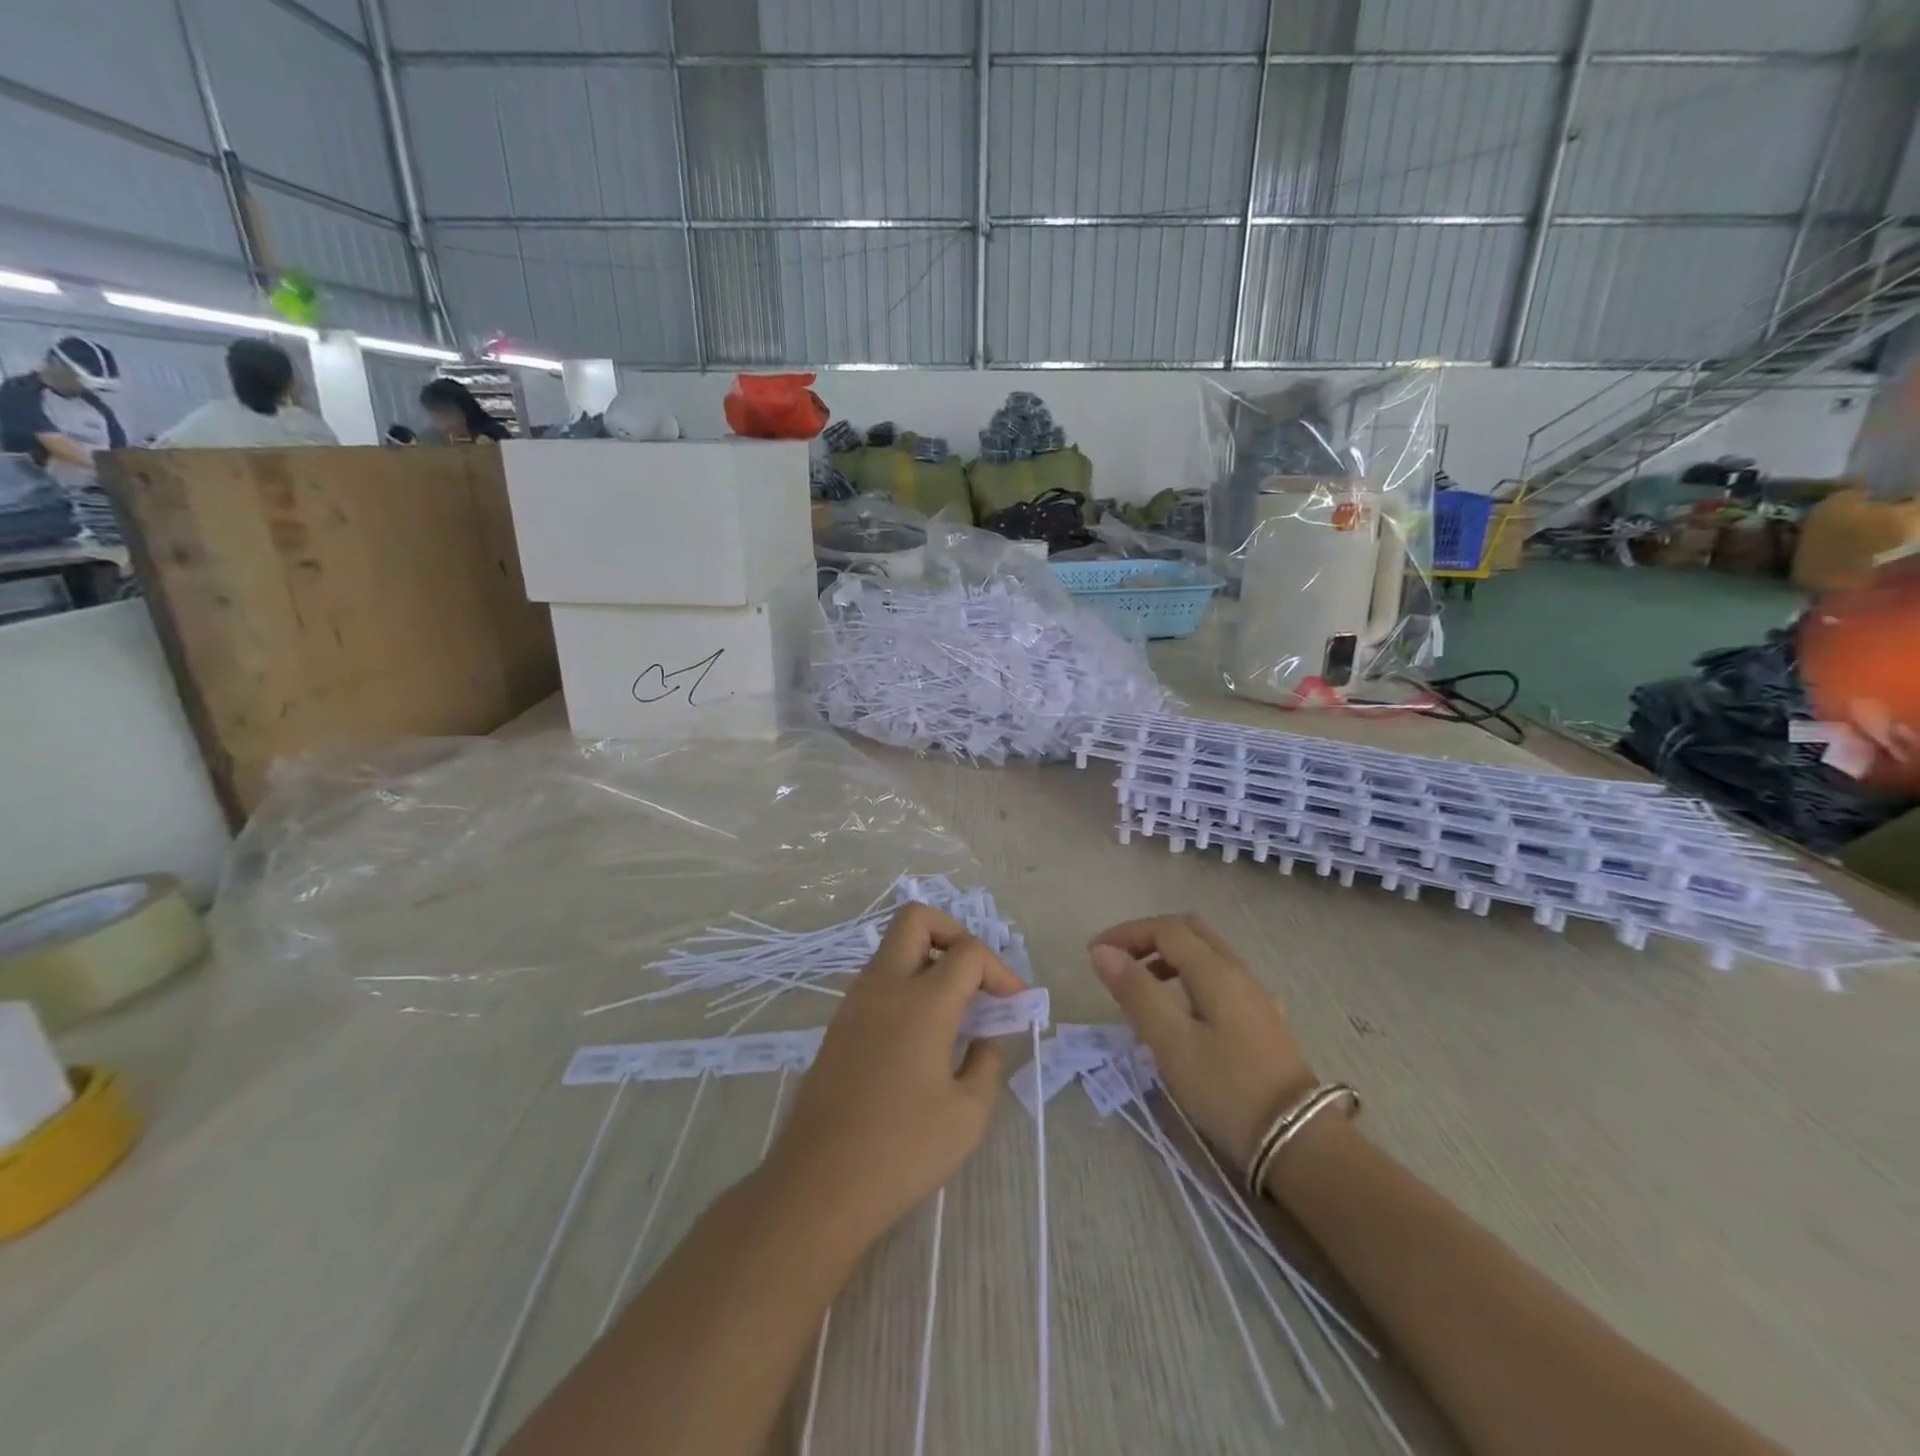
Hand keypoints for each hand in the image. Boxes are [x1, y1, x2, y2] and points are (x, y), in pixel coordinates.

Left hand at [765, 904, 1024, 1245]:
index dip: (1000, 969)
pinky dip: (906, 984)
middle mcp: (885, 987)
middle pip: (916, 918)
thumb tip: (984, 1039)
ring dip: (928, 959)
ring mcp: (855, 1002)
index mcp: (923, 1002)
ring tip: (955, 1007)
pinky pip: (878, 979)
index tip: (1015, 1003)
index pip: (968, 951)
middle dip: (954, 933)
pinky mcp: (838, 1024)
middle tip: (976, 975)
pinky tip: (923, 1032)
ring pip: (893, 947)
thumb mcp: (967, 1115)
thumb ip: (986, 1064)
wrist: (818, 1185)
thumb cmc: (901, 1152)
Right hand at [1089, 915, 1317, 1167]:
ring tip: (1141, 986)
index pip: (1165, 929)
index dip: (1126, 934)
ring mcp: (1256, 995)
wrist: (1298, 1141)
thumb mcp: (1171, 1042)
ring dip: (1168, 956)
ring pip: (1207, 953)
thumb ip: (1136, 992)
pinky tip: (1182, 1011)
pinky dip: (1189, 976)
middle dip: (1148, 937)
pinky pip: (1219, 977)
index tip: (1094, 955)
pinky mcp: (1263, 1019)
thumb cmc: (1226, 1089)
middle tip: (1117, 961)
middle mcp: (1239, 972)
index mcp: (1216, 971)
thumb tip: (1102, 952)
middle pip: (1189, 931)